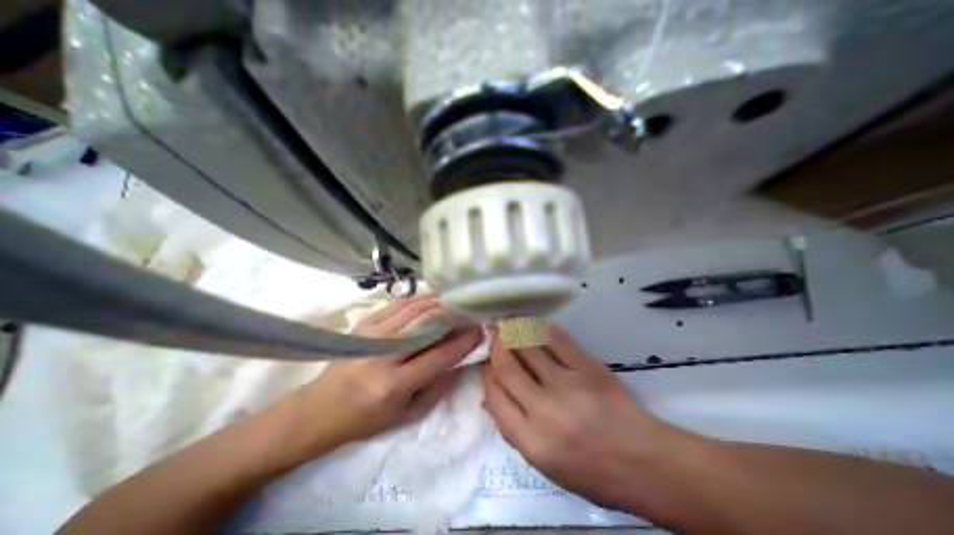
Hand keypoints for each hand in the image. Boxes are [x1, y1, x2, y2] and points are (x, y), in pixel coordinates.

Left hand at [292, 296, 481, 450]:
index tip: (479, 332)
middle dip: (454, 316)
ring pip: (414, 310)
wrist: (317, 410)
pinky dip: (418, 299)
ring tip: (455, 302)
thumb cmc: (365, 419)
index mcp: (394, 385)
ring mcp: (371, 335)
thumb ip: (438, 388)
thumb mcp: (406, 415)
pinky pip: (397, 304)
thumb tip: (460, 361)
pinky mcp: (363, 324)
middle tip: (469, 312)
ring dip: (439, 303)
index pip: (439, 356)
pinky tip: (431, 298)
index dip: (463, 342)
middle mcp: (384, 355)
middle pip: (427, 325)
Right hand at [482, 325, 690, 506]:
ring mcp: (567, 385)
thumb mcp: (544, 463)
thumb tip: (489, 396)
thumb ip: (513, 428)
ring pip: (528, 347)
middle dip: (495, 344)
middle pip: (507, 366)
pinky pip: (557, 339)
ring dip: (513, 330)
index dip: (487, 372)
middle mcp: (543, 410)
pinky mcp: (588, 368)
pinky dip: (541, 327)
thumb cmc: (591, 470)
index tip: (487, 360)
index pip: (495, 395)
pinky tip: (533, 322)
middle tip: (491, 330)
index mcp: (530, 440)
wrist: (644, 463)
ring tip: (506, 321)